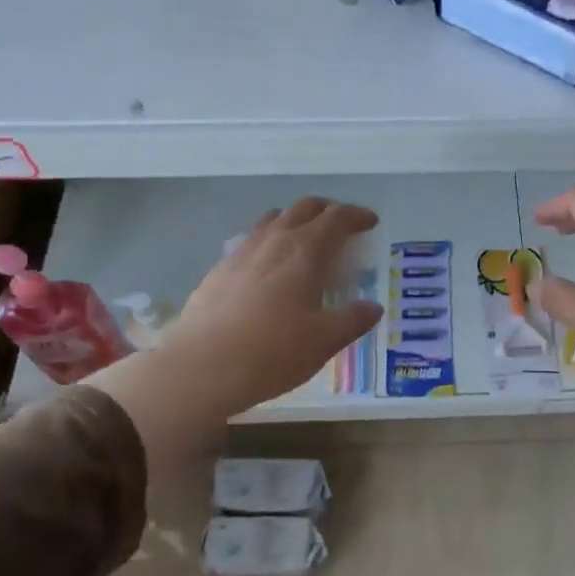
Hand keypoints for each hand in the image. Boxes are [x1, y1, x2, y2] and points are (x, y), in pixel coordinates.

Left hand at [163, 197, 381, 413]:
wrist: (202, 367)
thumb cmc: (273, 352)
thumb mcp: (324, 341)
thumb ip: (353, 320)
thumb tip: (372, 308)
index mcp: (305, 251)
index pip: (337, 218)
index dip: (357, 215)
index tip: (370, 222)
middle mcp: (274, 240)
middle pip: (304, 208)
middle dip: (328, 210)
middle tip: (342, 226)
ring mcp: (242, 252)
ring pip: (273, 219)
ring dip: (295, 221)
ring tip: (305, 241)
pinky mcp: (219, 269)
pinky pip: (251, 240)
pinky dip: (269, 242)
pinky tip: (268, 268)